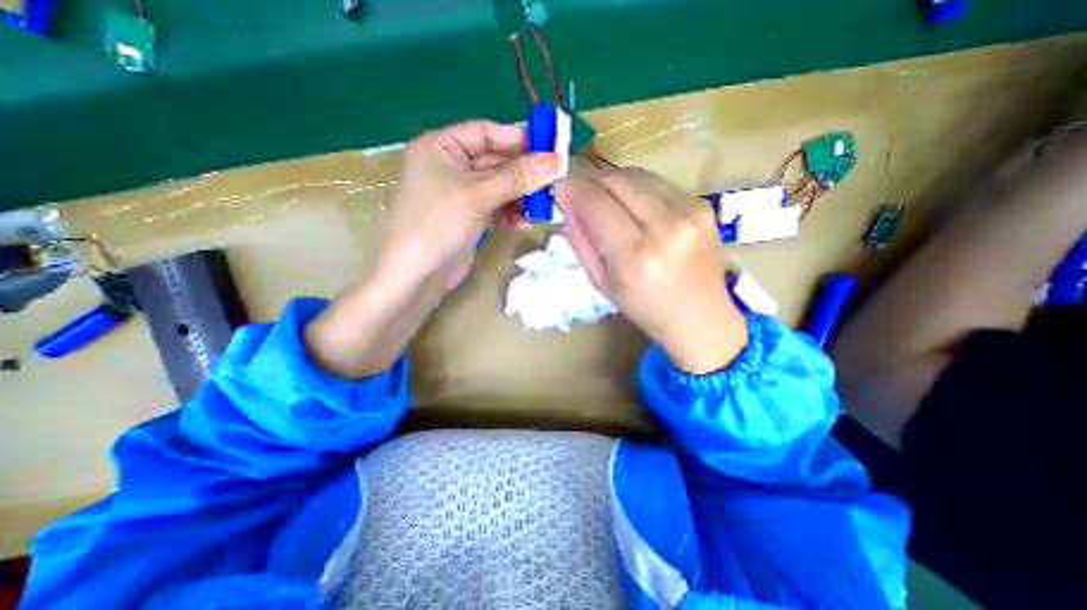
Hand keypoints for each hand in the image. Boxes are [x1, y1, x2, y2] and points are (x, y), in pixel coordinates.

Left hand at [303, 119, 559, 378]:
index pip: (486, 132)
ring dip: (521, 195)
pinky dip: (512, 213)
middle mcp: (451, 166)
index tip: (549, 149)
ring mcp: (462, 195)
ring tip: (544, 205)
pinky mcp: (471, 218)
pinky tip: (525, 222)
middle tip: (554, 180)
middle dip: (524, 172)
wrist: (417, 276)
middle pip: (496, 161)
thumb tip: (555, 161)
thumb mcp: (477, 195)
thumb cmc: (437, 224)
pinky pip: (497, 207)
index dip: (517, 139)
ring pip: (500, 187)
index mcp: (442, 147)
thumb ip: (517, 177)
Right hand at [559, 169, 748, 373]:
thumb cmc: (645, 308)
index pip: (597, 204)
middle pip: (618, 181)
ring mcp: (691, 211)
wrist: (701, 317)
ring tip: (604, 197)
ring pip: (638, 176)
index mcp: (635, 256)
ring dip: (613, 182)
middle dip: (592, 180)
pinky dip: (637, 189)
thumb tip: (567, 203)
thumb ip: (581, 241)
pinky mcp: (704, 204)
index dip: (574, 189)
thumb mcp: (601, 283)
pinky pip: (658, 183)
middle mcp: (666, 226)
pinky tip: (633, 205)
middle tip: (579, 191)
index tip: (560, 187)